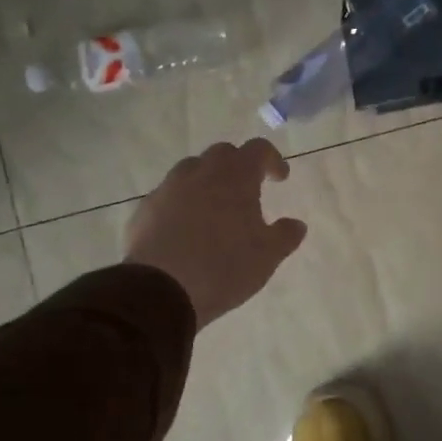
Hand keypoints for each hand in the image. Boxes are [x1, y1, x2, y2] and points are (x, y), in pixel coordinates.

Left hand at [124, 138, 306, 327]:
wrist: (159, 291)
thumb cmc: (224, 267)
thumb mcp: (267, 256)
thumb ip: (285, 236)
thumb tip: (296, 224)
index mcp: (235, 176)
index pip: (258, 149)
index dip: (272, 160)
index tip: (280, 179)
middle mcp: (200, 173)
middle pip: (222, 154)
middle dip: (238, 165)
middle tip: (247, 190)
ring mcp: (168, 189)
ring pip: (191, 171)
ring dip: (207, 181)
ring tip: (215, 209)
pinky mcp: (144, 210)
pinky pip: (168, 195)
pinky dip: (182, 203)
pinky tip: (186, 229)